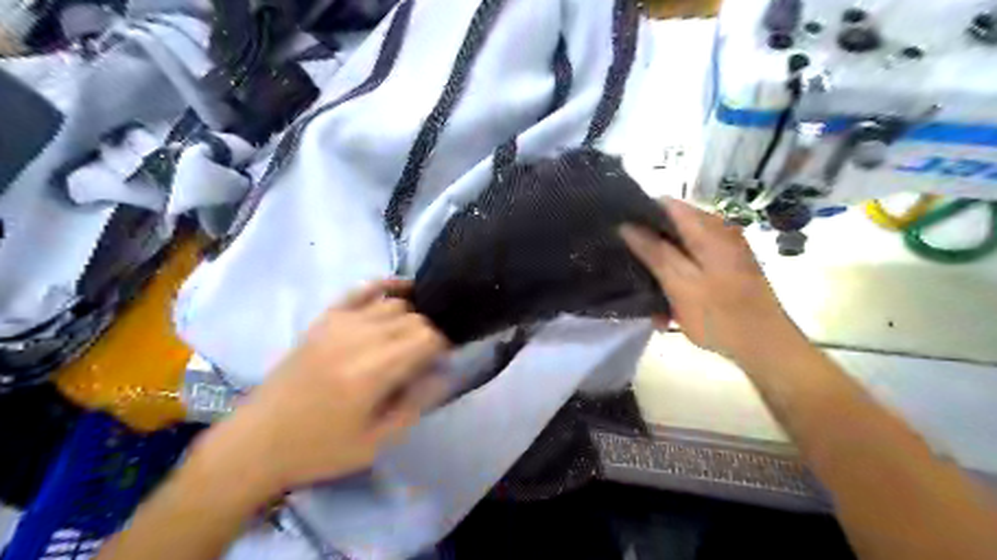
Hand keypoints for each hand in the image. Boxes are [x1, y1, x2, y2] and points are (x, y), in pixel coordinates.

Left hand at [197, 281, 449, 497]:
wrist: (257, 442)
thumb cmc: (321, 448)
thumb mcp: (377, 441)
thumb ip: (416, 403)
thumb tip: (444, 372)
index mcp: (374, 371)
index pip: (427, 337)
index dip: (444, 345)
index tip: (446, 359)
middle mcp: (359, 338)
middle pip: (414, 318)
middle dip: (431, 331)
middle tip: (431, 353)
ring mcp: (339, 323)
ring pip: (394, 303)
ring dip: (413, 314)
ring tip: (417, 333)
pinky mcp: (324, 319)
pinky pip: (362, 290)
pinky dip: (386, 286)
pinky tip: (402, 289)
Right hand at [621, 199, 799, 361]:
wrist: (767, 347)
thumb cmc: (720, 316)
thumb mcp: (680, 284)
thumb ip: (654, 252)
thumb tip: (627, 225)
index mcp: (709, 229)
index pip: (666, 204)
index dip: (640, 214)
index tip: (619, 234)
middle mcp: (720, 231)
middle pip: (673, 226)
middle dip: (650, 246)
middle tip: (631, 268)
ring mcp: (726, 249)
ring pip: (682, 247)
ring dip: (663, 268)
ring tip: (648, 293)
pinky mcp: (728, 267)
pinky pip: (694, 263)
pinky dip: (679, 278)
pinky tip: (669, 304)